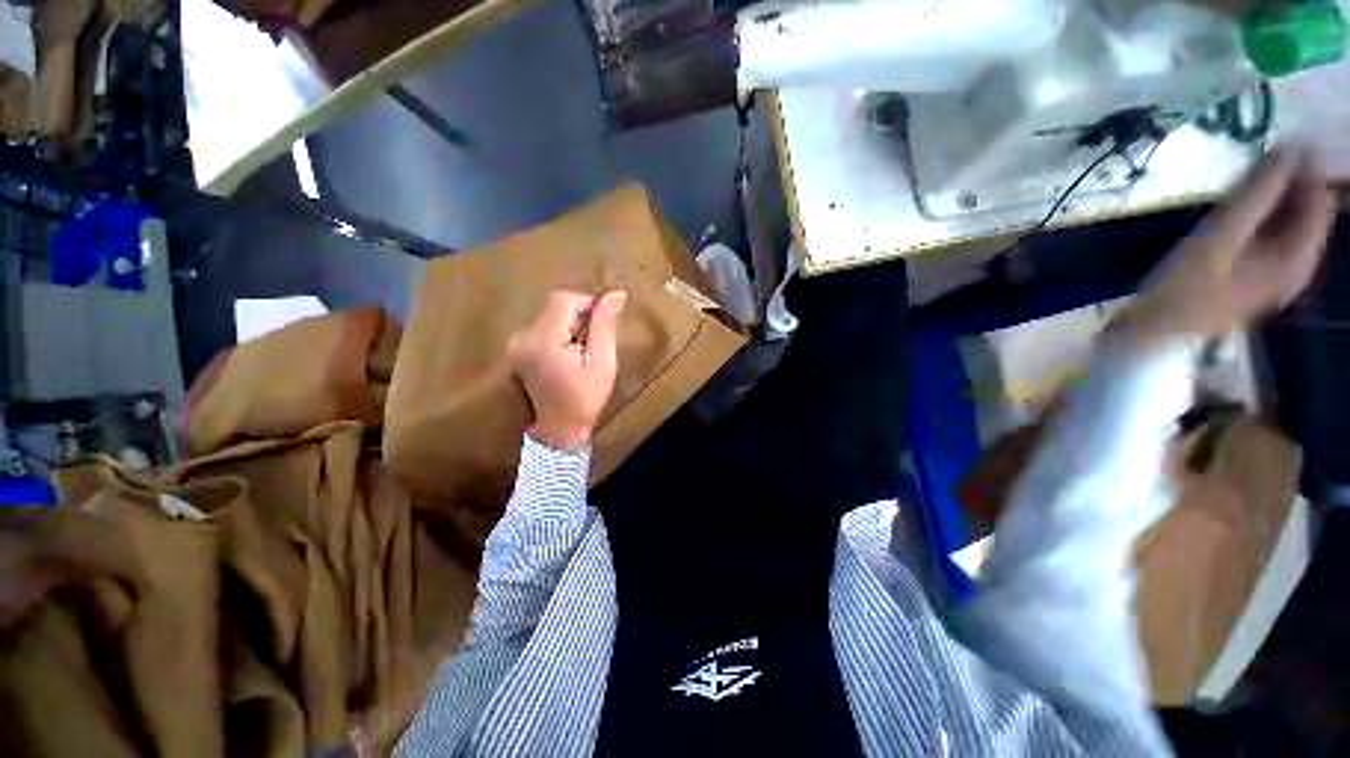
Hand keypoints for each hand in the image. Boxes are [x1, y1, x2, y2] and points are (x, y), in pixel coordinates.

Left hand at [508, 290, 626, 449]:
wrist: (558, 430)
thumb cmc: (585, 399)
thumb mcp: (603, 363)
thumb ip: (605, 325)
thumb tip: (616, 293)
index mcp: (543, 339)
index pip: (564, 299)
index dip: (588, 304)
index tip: (604, 325)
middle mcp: (523, 336)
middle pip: (555, 306)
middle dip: (580, 317)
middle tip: (595, 343)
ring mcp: (516, 343)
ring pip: (550, 315)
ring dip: (571, 325)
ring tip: (583, 351)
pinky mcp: (518, 349)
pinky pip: (543, 327)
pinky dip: (560, 333)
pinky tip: (569, 355)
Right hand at [1124, 153, 1335, 341]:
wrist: (1153, 333)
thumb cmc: (1185, 287)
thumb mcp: (1220, 236)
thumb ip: (1258, 194)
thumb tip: (1288, 149)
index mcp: (1297, 261)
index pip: (1320, 204)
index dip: (1306, 170)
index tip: (1284, 141)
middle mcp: (1296, 269)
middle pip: (1304, 216)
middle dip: (1287, 185)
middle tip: (1259, 159)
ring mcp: (1274, 277)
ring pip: (1286, 227)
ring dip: (1271, 201)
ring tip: (1244, 181)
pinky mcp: (1253, 280)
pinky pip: (1268, 241)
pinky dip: (1259, 220)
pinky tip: (1236, 213)